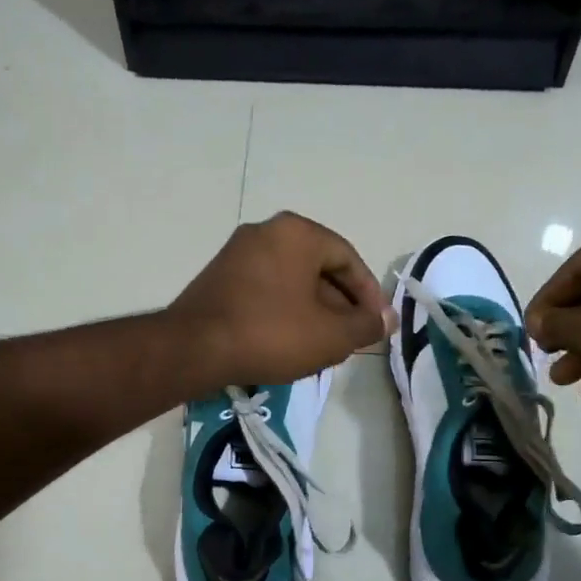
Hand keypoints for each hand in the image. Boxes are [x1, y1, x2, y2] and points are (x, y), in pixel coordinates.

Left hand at [168, 212, 391, 388]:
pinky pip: (266, 289)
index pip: (348, 259)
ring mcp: (238, 252)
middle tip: (350, 338)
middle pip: (318, 268)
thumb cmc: (272, 333)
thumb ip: (365, 325)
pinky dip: (284, 311)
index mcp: (297, 232)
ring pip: (292, 281)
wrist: (194, 348)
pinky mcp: (219, 276)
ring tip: (322, 346)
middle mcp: (266, 231)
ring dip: (313, 311)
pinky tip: (288, 342)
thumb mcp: (330, 335)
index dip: (368, 295)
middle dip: (340, 305)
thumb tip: (385, 320)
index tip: (375, 325)